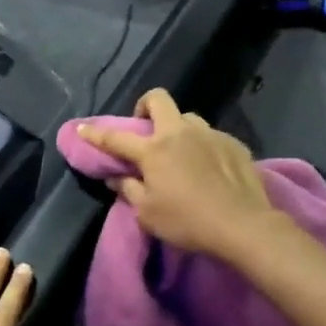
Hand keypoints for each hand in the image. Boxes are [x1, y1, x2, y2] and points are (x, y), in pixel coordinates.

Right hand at [77, 89, 277, 260]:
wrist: (242, 225)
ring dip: (177, 128)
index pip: (116, 137)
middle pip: (158, 100)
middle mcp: (180, 133)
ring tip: (180, 152)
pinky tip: (207, 168)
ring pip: (188, 118)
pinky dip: (202, 146)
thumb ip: (129, 190)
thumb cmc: (187, 222)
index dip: (96, 133)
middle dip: (145, 107)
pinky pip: (211, 136)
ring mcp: (210, 135)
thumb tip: (116, 177)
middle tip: (143, 127)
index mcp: (154, 150)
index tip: (83, 128)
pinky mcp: (234, 144)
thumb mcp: (148, 214)